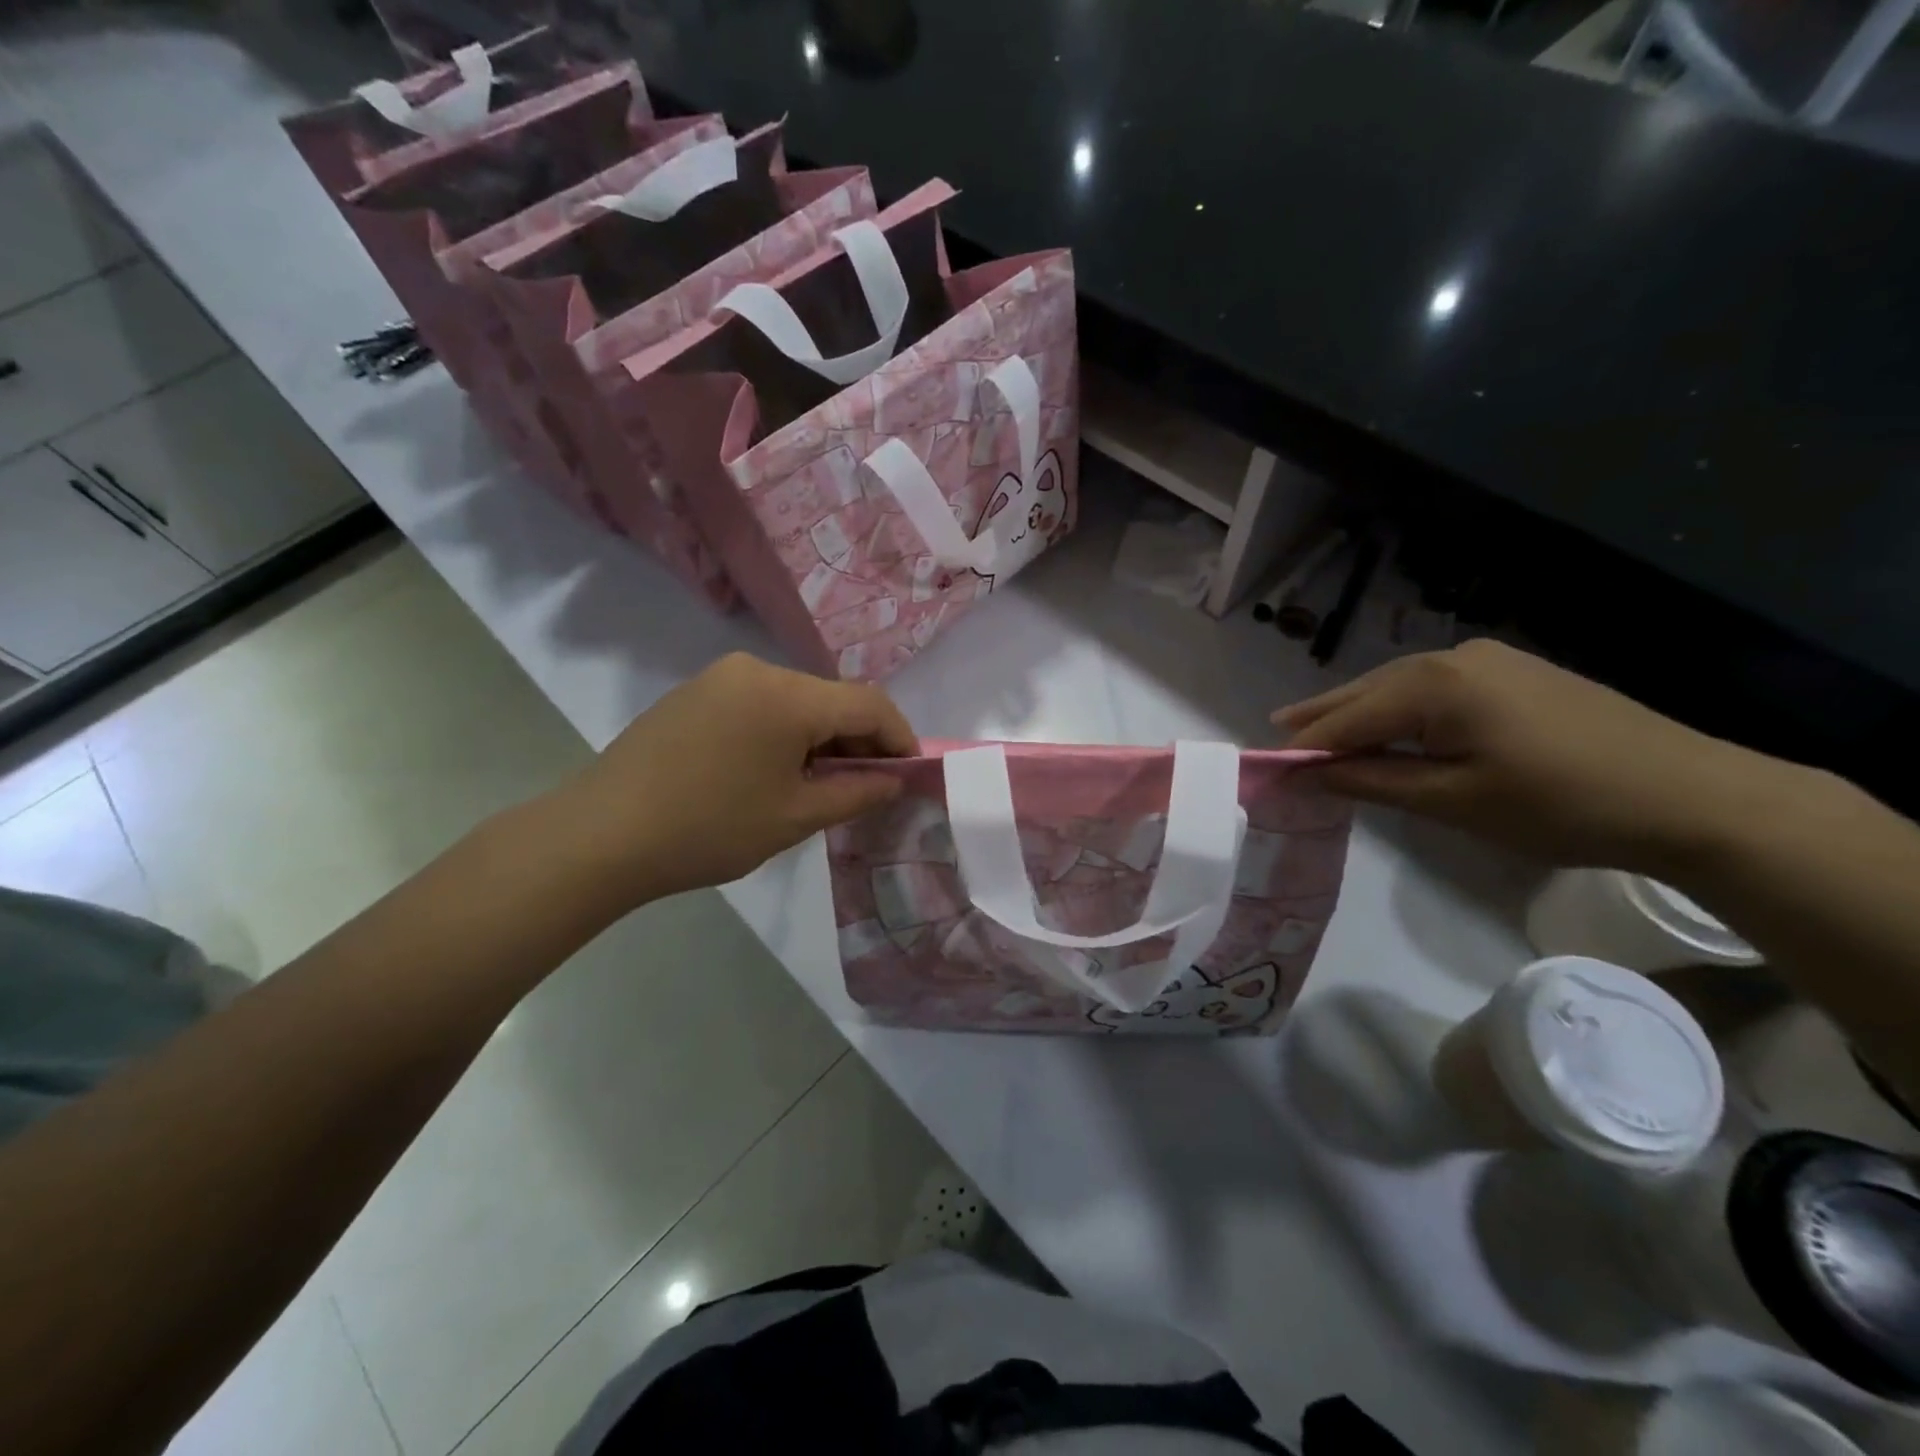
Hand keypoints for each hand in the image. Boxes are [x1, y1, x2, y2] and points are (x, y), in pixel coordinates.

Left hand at [550, 653, 916, 904]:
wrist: (601, 835)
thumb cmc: (709, 829)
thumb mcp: (795, 818)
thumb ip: (857, 793)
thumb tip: (895, 780)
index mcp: (788, 695)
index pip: (869, 704)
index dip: (900, 738)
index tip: (909, 774)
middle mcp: (758, 669)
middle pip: (832, 699)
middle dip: (859, 741)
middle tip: (864, 788)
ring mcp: (722, 676)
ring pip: (797, 701)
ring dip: (821, 737)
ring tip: (816, 785)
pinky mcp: (696, 691)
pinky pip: (761, 703)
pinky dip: (785, 732)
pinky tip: (772, 771)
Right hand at [1273, 639, 1785, 871]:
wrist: (1693, 794)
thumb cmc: (1559, 804)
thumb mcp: (1453, 801)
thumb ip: (1372, 781)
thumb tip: (1309, 772)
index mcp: (1434, 685)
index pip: (1347, 718)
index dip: (1303, 746)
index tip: (1265, 767)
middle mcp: (1453, 658)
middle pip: (1368, 690)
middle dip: (1322, 715)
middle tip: (1276, 732)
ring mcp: (1489, 660)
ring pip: (1400, 686)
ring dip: (1360, 709)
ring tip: (1319, 726)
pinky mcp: (1516, 672)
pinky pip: (1434, 687)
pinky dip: (1399, 707)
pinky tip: (1389, 721)